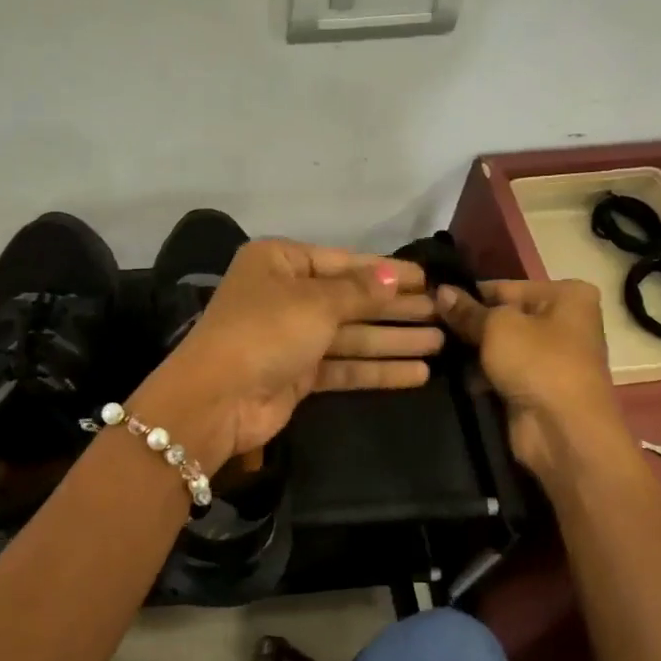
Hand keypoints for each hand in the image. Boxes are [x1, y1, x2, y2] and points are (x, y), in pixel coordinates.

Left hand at [137, 241, 440, 460]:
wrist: (218, 398)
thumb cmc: (266, 331)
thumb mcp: (316, 302)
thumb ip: (360, 291)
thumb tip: (395, 276)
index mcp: (279, 263)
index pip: (342, 262)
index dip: (386, 271)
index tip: (427, 278)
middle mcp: (284, 296)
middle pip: (350, 300)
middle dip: (395, 307)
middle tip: (442, 312)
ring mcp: (290, 338)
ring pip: (350, 335)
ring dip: (393, 339)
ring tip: (440, 342)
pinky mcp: (296, 376)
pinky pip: (343, 366)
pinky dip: (376, 369)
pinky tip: (416, 373)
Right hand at [436, 280, 631, 479]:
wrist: (563, 431)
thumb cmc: (538, 364)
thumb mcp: (496, 327)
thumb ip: (466, 310)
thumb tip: (440, 291)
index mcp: (566, 295)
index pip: (503, 287)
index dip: (467, 295)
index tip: (429, 302)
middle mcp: (562, 321)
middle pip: (501, 316)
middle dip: (467, 324)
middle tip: (426, 327)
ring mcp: (549, 356)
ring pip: (497, 345)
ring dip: (470, 351)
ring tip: (432, 349)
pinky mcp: (534, 385)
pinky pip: (499, 371)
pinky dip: (479, 374)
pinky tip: (451, 374)